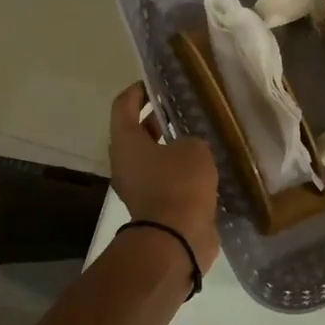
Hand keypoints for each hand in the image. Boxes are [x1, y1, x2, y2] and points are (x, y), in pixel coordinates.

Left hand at [108, 82, 220, 271]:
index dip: (137, 91)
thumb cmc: (180, 184)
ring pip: (151, 160)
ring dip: (169, 150)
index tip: (154, 85)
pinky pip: (163, 182)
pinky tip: (201, 170)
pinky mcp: (152, 208)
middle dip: (156, 121)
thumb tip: (187, 149)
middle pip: (136, 134)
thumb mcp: (194, 149)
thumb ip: (190, 140)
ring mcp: (136, 189)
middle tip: (180, 112)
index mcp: (125, 141)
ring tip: (196, 140)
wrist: (177, 239)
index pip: (123, 105)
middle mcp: (124, 163)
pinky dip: (177, 174)